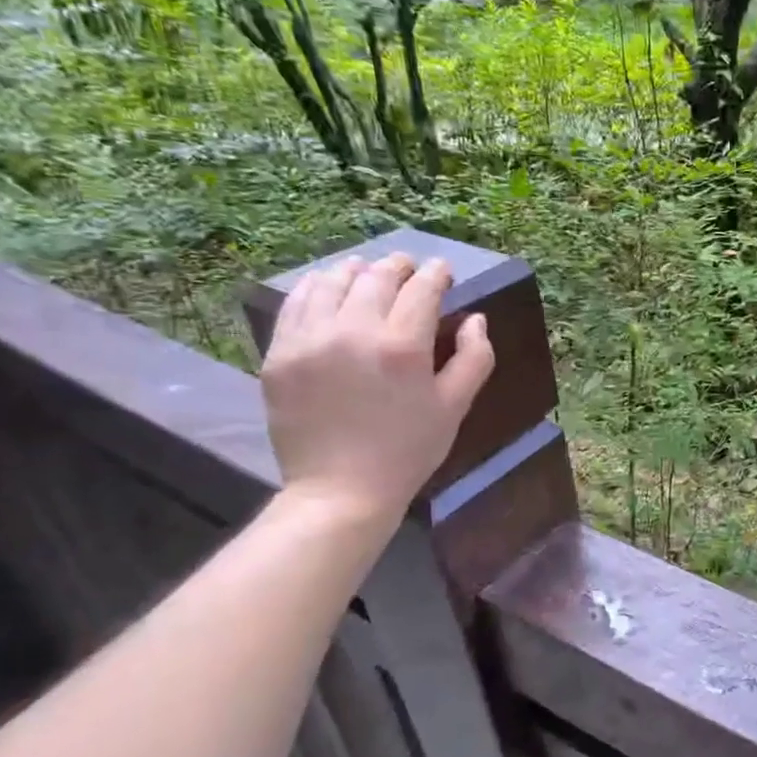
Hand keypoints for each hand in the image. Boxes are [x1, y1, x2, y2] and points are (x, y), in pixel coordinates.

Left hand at [261, 252, 494, 524]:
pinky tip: (327, 288)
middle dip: (398, 266)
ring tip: (366, 271)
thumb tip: (476, 319)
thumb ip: (475, 357)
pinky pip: (295, 304)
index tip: (443, 270)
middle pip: (377, 278)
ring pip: (332, 282)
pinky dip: (315, 288)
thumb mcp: (455, 406)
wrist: (341, 490)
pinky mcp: (279, 354)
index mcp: (403, 347)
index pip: (422, 289)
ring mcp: (310, 341)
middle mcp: (354, 332)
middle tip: (408, 267)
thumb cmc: (409, 449)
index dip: (436, 274)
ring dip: (355, 271)